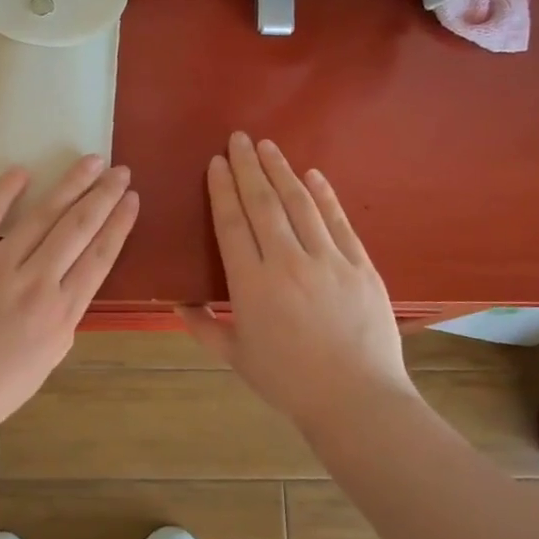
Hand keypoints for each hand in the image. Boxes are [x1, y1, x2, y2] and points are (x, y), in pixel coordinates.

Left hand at [0, 155, 138, 468]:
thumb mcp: (46, 361)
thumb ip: (63, 319)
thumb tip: (69, 284)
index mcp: (60, 314)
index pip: (99, 257)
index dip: (118, 224)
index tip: (131, 199)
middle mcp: (36, 285)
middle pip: (78, 229)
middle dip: (102, 195)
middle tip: (120, 170)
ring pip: (41, 217)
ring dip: (69, 185)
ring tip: (89, 161)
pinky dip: (3, 193)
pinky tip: (22, 172)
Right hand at [182, 132, 414, 430]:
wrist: (356, 400)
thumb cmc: (289, 382)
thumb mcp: (236, 358)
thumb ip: (203, 327)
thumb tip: (177, 302)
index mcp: (252, 285)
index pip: (232, 224)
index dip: (222, 190)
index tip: (216, 163)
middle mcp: (288, 262)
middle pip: (263, 204)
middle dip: (248, 167)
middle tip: (238, 138)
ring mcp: (328, 260)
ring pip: (299, 204)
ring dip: (282, 171)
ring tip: (268, 146)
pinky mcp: (361, 265)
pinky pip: (338, 221)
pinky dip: (325, 195)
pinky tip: (313, 175)